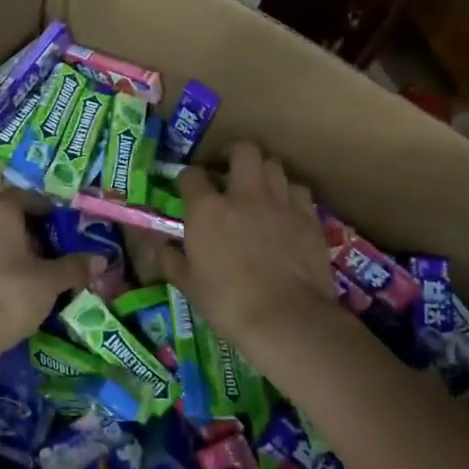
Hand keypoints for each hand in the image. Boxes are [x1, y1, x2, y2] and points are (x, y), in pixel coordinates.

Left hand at [0, 192, 101, 352]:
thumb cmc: (10, 294)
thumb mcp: (50, 281)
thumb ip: (75, 267)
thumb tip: (101, 259)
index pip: (25, 197)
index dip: (47, 208)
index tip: (65, 224)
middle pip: (7, 218)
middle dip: (32, 232)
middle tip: (56, 249)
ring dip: (14, 251)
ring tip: (39, 271)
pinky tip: (15, 287)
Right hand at [159, 142, 338, 345]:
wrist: (286, 318)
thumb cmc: (228, 304)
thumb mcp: (188, 285)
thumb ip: (171, 259)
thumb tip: (160, 246)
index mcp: (207, 209)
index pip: (191, 175)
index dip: (187, 179)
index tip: (187, 189)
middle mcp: (244, 195)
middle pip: (243, 150)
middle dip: (233, 155)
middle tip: (227, 172)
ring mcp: (280, 202)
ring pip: (274, 165)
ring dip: (263, 172)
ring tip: (258, 189)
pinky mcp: (308, 217)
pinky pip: (298, 190)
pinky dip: (289, 194)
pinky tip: (284, 210)